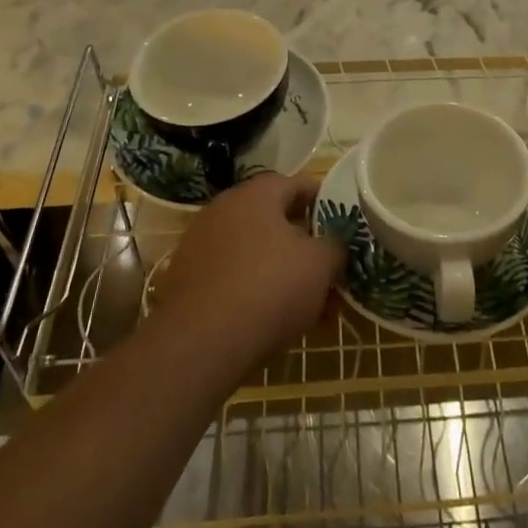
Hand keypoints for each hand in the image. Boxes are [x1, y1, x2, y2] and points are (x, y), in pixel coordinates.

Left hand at [153, 174, 343, 364]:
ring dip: (281, 271)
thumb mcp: (320, 264)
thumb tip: (334, 243)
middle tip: (328, 269)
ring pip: (254, 252)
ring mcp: (200, 245)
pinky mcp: (187, 280)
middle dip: (304, 245)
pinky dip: (255, 290)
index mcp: (255, 195)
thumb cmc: (270, 288)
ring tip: (308, 304)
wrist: (201, 343)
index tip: (341, 222)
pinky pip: (233, 277)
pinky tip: (274, 320)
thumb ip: (334, 245)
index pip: (295, 184)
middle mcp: (224, 210)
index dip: (322, 201)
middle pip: (274, 220)